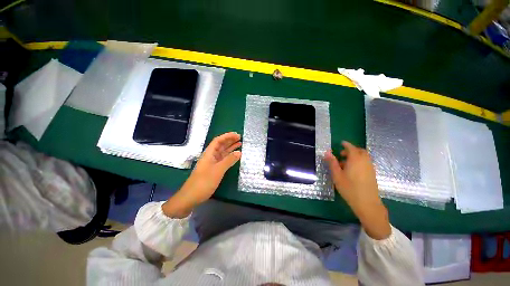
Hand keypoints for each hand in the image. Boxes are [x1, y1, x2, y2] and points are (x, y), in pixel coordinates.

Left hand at [162, 132, 241, 217]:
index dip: (227, 136)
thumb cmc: (203, 182)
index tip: (237, 135)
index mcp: (209, 153)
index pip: (218, 140)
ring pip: (222, 152)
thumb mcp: (218, 170)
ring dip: (230, 148)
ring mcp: (212, 163)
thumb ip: (229, 160)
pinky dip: (229, 156)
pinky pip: (223, 160)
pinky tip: (234, 156)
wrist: (191, 197)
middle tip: (240, 138)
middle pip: (220, 145)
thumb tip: (239, 152)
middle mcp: (210, 156)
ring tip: (239, 144)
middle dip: (229, 140)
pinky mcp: (213, 169)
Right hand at [325, 141, 390, 239]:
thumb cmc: (349, 188)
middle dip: (351, 150)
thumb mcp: (337, 175)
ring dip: (355, 156)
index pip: (351, 147)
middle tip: (342, 154)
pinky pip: (366, 163)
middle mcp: (365, 161)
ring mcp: (370, 167)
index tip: (341, 143)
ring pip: (363, 157)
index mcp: (355, 159)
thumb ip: (332, 162)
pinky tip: (352, 170)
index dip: (346, 144)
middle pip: (360, 151)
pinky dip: (359, 162)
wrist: (367, 203)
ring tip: (345, 164)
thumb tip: (327, 152)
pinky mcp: (372, 174)